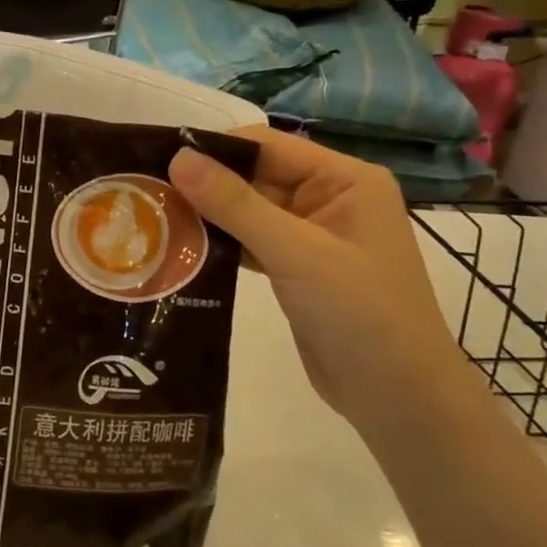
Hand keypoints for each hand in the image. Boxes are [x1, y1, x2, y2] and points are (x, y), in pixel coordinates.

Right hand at [169, 126, 470, 430]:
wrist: (400, 400)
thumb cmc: (361, 315)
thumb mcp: (297, 253)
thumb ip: (236, 204)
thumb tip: (179, 158)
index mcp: (346, 179)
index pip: (268, 146)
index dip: (216, 150)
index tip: (160, 160)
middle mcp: (329, 198)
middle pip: (255, 176)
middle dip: (206, 185)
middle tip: (147, 192)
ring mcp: (312, 235)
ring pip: (248, 211)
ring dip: (208, 216)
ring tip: (153, 218)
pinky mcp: (296, 268)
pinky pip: (250, 242)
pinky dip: (220, 244)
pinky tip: (181, 249)